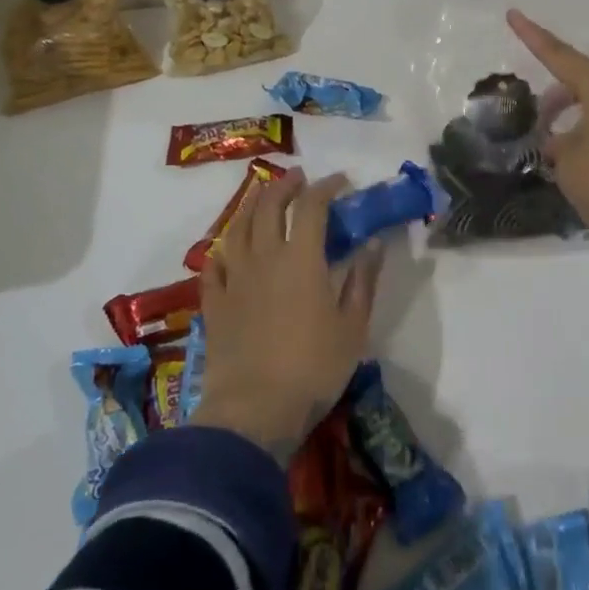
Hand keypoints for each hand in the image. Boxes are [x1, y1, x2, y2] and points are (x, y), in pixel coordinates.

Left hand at [192, 167, 379, 463]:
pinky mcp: (214, 302)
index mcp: (301, 258)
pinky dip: (224, 249)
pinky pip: (214, 264)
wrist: (253, 411)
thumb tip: (374, 243)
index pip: (312, 205)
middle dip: (286, 185)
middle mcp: (264, 257)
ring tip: (263, 199)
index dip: (327, 187)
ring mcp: (234, 278)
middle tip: (299, 178)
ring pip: (238, 227)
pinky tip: (229, 249)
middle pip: (269, 205)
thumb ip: (363, 280)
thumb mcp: (353, 326)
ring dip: (252, 206)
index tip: (341, 181)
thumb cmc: (313, 368)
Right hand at [507, 9, 588, 275]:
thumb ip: (558, 146)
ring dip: (577, 123)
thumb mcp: (570, 167)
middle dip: (556, 100)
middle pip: (583, 84)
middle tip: (538, 127)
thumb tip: (563, 141)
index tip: (513, 13)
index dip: (532, 36)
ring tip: (561, 156)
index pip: (560, 55)